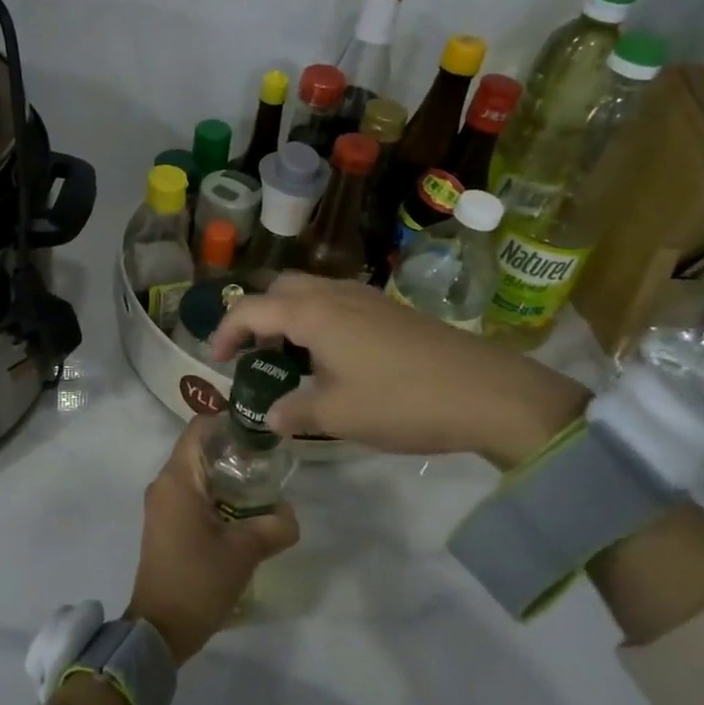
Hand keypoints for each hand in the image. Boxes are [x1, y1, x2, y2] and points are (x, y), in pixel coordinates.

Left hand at [125, 416, 298, 663]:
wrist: (160, 629)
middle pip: (201, 448)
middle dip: (235, 450)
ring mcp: (162, 504)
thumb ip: (274, 526)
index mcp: (177, 478)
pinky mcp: (165, 523)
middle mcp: (164, 483)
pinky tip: (243, 510)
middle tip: (271, 461)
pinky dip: (216, 494)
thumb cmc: (198, 581)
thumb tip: (290, 513)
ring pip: (198, 473)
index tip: (261, 431)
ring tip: (263, 485)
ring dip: (227, 475)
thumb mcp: (244, 552)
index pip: (200, 428)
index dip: (230, 422)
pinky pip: (192, 494)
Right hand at [210, 273, 589, 469]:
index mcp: (313, 313)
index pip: (251, 308)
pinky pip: (339, 304)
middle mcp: (336, 295)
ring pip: (312, 293)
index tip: (216, 360)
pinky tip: (332, 360)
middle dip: (258, 315)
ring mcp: (368, 299)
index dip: (225, 331)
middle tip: (253, 353)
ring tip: (289, 359)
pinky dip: (319, 322)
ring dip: (290, 318)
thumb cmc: (401, 401)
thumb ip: (294, 412)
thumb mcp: (337, 416)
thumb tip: (270, 416)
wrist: (488, 393)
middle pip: (281, 288)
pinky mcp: (392, 312)